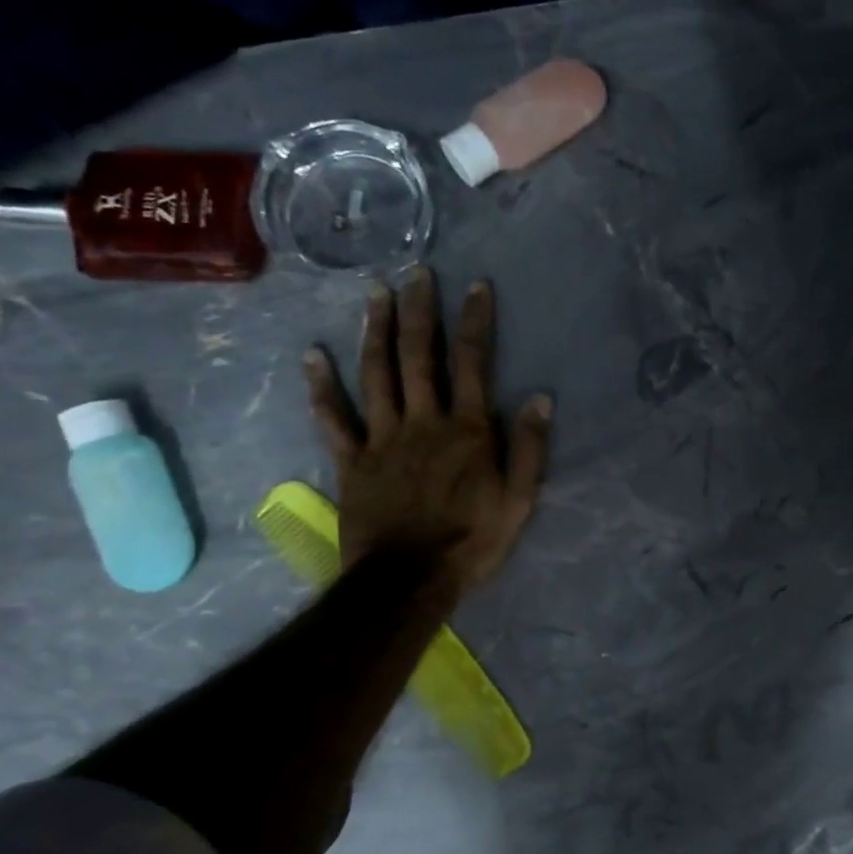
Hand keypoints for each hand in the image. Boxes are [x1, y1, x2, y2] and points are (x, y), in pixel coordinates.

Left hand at [304, 270, 552, 593]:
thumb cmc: (472, 540)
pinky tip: (311, 355)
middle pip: (420, 357)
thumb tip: (540, 398)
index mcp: (468, 430)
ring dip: (376, 331)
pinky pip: (333, 419)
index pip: (474, 363)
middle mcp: (424, 421)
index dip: (475, 322)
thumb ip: (530, 448)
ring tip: (376, 294)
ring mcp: (383, 438)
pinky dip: (321, 387)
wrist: (410, 579)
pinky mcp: (352, 461)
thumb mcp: (519, 500)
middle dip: (420, 312)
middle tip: (417, 274)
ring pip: (376, 374)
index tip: (475, 287)